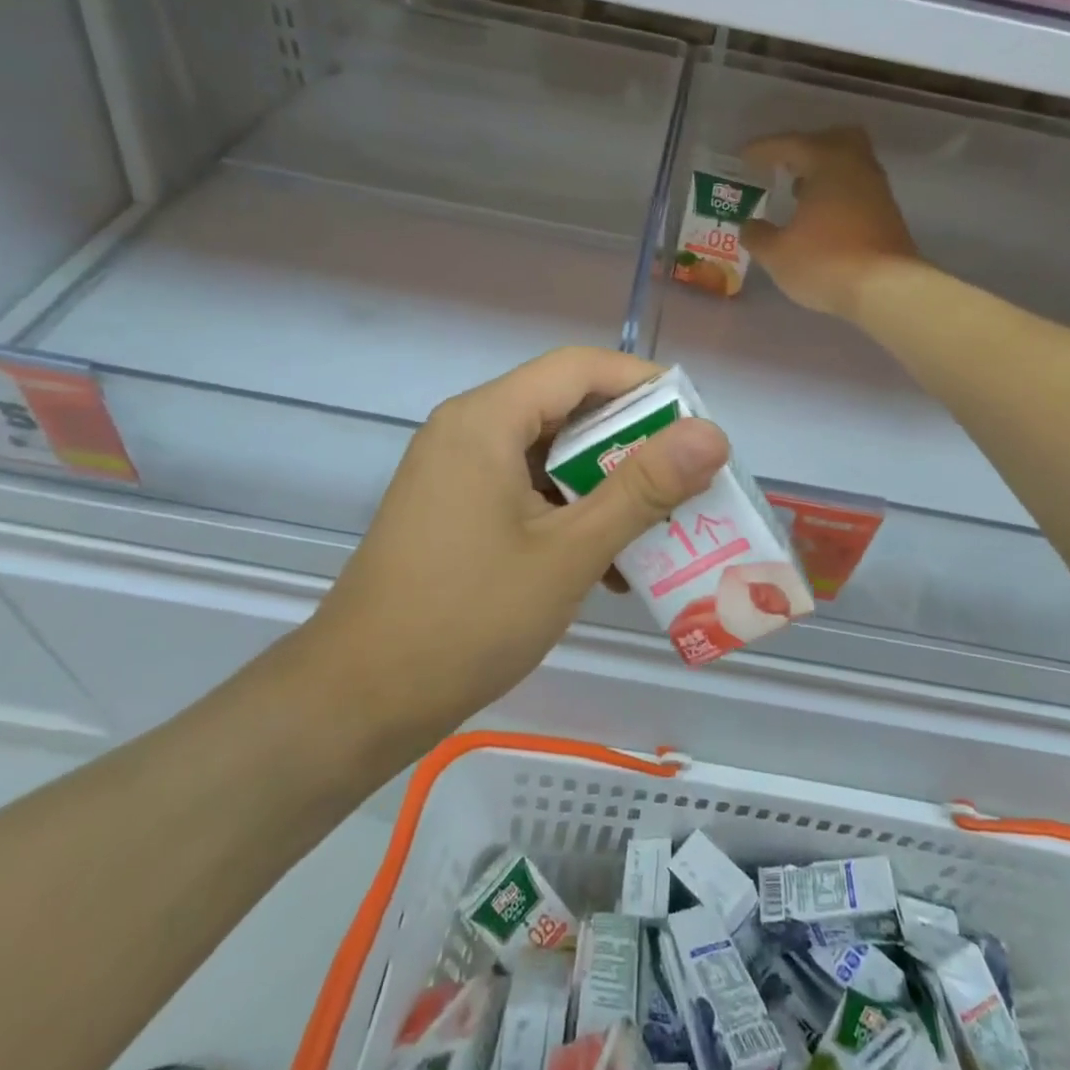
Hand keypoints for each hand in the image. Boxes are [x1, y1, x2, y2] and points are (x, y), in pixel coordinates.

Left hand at [297, 349, 729, 764]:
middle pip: (566, 408)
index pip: (580, 368)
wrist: (358, 701)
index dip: (645, 385)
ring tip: (660, 524)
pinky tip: (609, 562)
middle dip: (633, 442)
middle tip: (690, 480)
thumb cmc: (467, 618)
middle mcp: (468, 430)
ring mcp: (458, 472)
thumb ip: (643, 488)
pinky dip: (571, 512)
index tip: (698, 425)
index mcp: (486, 419)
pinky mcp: (456, 510)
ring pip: (550, 454)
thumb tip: (712, 434)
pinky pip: (527, 489)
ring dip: (606, 484)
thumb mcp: (569, 552)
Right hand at [742, 127, 920, 320]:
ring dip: (823, 175)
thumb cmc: (825, 261)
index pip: (790, 144)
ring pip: (849, 166)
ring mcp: (877, 190)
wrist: (887, 289)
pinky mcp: (888, 215)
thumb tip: (750, 226)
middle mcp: (856, 166)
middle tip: (785, 165)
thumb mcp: (777, 254)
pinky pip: (857, 191)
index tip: (744, 157)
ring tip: (799, 195)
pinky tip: (821, 219)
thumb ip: (758, 236)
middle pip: (833, 140)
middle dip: (806, 149)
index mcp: (826, 162)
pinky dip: (837, 195)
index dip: (764, 149)